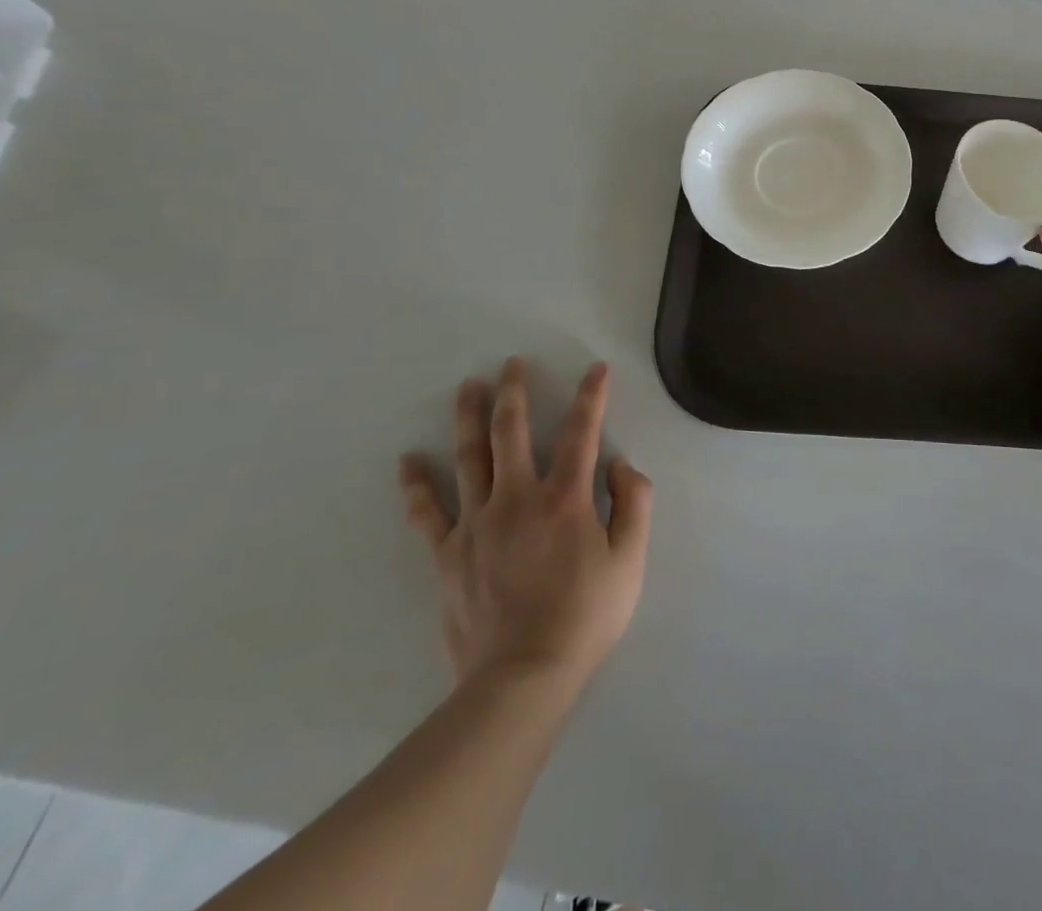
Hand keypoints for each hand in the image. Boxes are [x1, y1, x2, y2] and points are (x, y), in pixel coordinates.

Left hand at [398, 359, 652, 696]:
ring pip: (469, 459)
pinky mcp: (448, 554)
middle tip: (512, 363)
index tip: (595, 370)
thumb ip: (635, 504)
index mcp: (565, 498)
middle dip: (514, 393)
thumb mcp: (631, 560)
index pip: (581, 433)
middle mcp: (518, 498)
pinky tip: (407, 461)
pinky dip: (416, 485)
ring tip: (468, 387)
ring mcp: (477, 525)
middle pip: (512, 432)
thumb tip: (622, 465)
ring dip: (469, 418)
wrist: (522, 678)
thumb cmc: (586, 616)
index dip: (591, 397)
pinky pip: (427, 513)